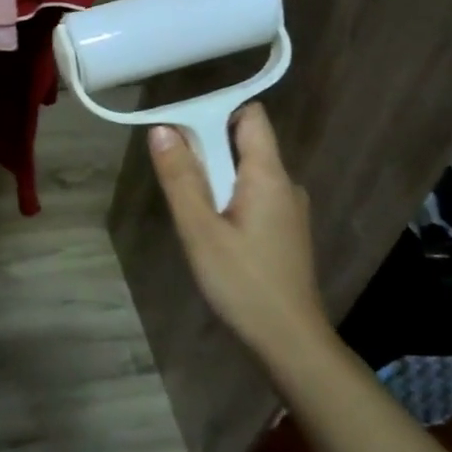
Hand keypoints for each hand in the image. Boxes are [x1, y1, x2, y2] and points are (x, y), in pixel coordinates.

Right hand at [148, 104, 331, 360]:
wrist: (289, 340)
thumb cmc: (242, 282)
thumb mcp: (200, 230)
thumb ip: (181, 178)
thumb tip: (162, 129)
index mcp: (269, 175)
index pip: (250, 116)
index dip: (215, 112)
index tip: (180, 129)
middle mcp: (286, 184)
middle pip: (245, 144)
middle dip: (207, 149)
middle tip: (174, 176)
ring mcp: (289, 209)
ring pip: (246, 174)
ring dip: (215, 179)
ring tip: (188, 210)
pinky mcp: (285, 232)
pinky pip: (253, 197)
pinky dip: (228, 200)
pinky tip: (211, 232)